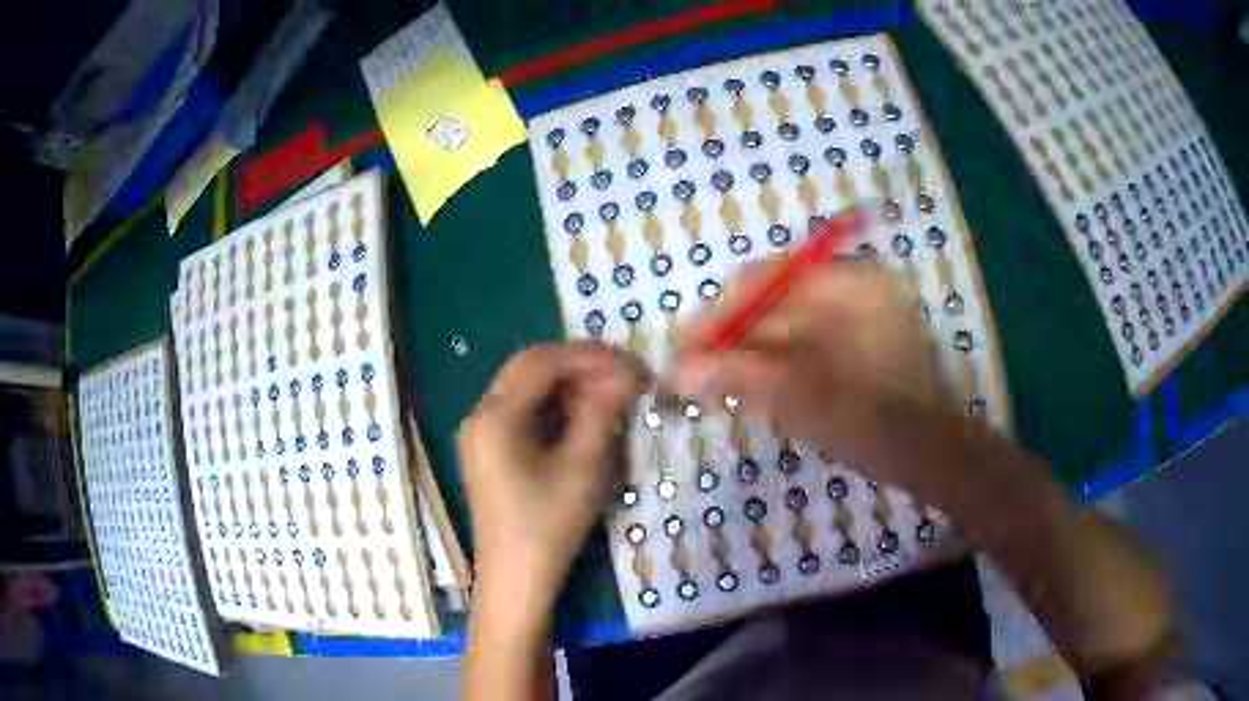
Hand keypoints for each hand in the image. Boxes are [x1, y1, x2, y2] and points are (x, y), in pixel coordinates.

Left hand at [459, 343, 646, 603]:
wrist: (516, 580)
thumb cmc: (549, 525)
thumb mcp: (583, 467)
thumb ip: (603, 412)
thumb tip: (626, 374)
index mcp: (495, 415)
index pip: (542, 361)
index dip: (589, 356)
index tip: (631, 365)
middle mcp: (480, 415)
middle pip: (530, 369)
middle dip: (579, 368)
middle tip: (623, 378)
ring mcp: (481, 434)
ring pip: (527, 390)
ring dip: (569, 387)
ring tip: (610, 399)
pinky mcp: (490, 452)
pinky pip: (523, 414)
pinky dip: (555, 410)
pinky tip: (584, 422)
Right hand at [672, 259, 957, 493]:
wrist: (935, 460)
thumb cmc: (886, 427)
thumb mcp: (816, 402)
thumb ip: (746, 380)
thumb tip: (677, 371)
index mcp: (853, 286)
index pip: (771, 279)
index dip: (722, 310)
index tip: (683, 344)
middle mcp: (850, 293)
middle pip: (771, 306)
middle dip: (726, 341)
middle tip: (682, 374)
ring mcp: (850, 323)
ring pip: (778, 333)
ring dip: (740, 359)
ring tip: (700, 388)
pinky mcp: (845, 351)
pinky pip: (792, 352)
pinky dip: (764, 372)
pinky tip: (737, 394)